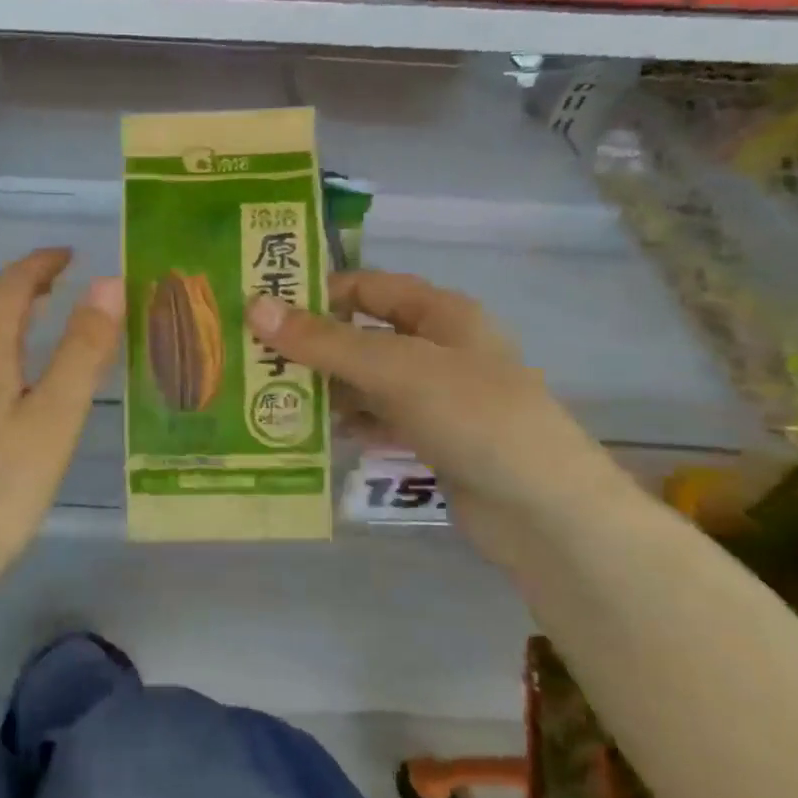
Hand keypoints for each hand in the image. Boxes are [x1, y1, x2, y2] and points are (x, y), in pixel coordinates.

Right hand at [245, 271, 632, 551]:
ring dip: (324, 386)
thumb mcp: (394, 369)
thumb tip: (255, 306)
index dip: (317, 291)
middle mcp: (437, 347)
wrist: (544, 511)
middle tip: (252, 357)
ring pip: (365, 379)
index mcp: (440, 313)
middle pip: (361, 334)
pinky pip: (377, 418)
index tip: (262, 307)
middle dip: (311, 345)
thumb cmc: (474, 417)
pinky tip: (310, 432)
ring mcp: (436, 395)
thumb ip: (324, 341)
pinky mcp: (432, 437)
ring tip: (267, 396)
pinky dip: (347, 421)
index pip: (366, 286)